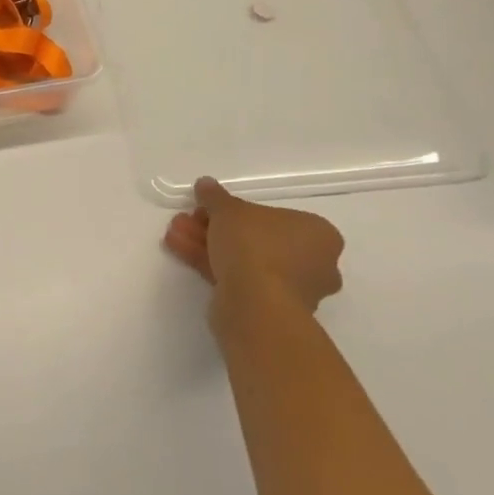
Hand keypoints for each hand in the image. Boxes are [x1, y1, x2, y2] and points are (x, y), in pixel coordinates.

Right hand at [165, 177, 343, 339]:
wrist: (256, 305)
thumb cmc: (255, 246)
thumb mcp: (229, 210)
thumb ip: (216, 197)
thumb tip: (205, 184)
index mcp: (319, 236)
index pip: (277, 217)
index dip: (237, 211)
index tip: (210, 209)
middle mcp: (314, 264)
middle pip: (257, 239)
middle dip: (217, 229)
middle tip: (189, 219)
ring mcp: (293, 291)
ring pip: (245, 261)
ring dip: (208, 245)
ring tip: (175, 233)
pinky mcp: (270, 310)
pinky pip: (239, 280)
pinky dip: (211, 264)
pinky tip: (179, 250)